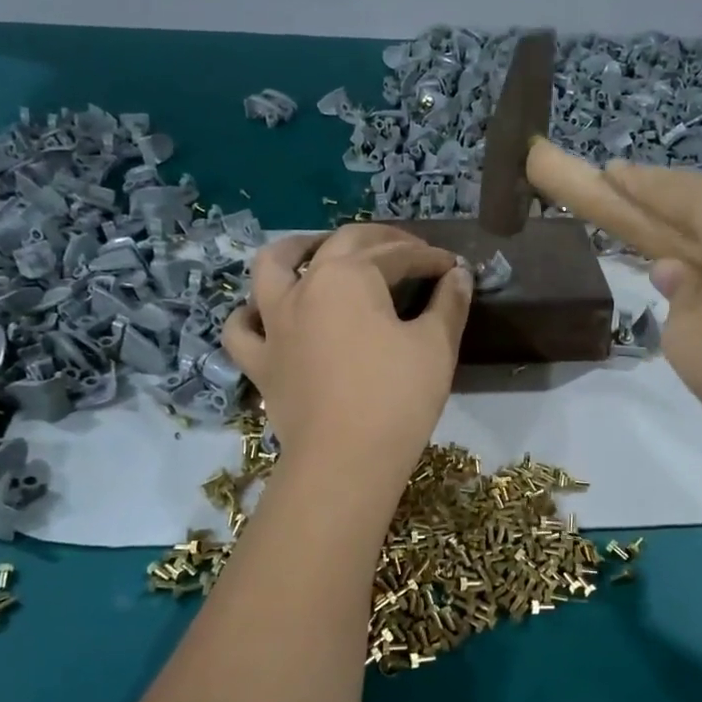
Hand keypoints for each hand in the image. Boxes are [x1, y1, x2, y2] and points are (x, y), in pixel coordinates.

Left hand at [222, 224, 472, 478]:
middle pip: (341, 244)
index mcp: (349, 276)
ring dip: (297, 248)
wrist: (346, 461)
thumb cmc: (397, 398)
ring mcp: (274, 323)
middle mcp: (304, 286)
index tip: (453, 267)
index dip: (430, 258)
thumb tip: (459, 274)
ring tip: (317, 249)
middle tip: (409, 251)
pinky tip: (266, 314)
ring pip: (272, 267)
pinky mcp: (259, 361)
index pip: (397, 255)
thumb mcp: (436, 346)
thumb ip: (450, 303)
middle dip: (380, 241)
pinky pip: (242, 328)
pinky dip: (251, 314)